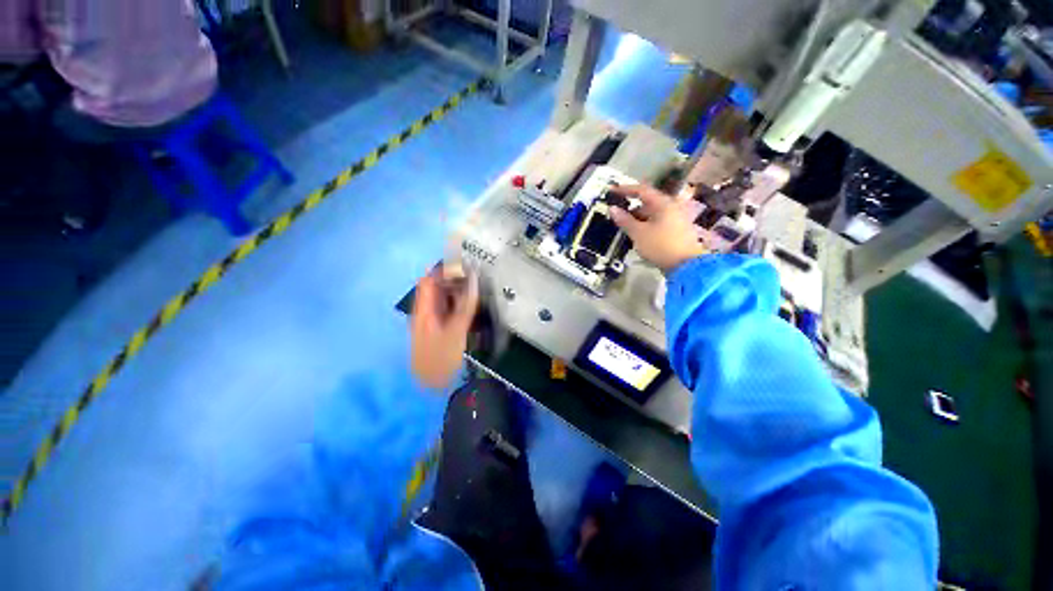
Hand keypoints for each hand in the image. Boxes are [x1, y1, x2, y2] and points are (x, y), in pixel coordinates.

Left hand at [410, 269, 479, 389]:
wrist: (432, 385)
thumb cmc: (442, 357)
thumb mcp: (457, 329)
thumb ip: (466, 303)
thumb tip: (474, 278)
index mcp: (424, 309)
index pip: (429, 279)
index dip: (444, 268)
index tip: (464, 263)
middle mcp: (425, 311)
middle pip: (436, 287)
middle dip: (454, 278)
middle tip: (475, 274)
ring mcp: (431, 321)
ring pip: (443, 298)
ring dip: (458, 290)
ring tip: (476, 286)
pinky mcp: (439, 329)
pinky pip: (448, 309)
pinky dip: (459, 303)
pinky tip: (471, 305)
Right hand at [609, 185, 706, 272]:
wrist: (687, 265)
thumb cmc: (661, 246)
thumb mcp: (639, 233)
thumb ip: (625, 220)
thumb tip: (612, 208)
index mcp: (662, 203)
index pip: (641, 190)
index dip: (625, 189)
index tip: (611, 191)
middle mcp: (670, 207)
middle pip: (647, 203)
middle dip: (630, 209)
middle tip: (616, 215)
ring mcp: (675, 219)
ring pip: (651, 214)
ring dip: (637, 219)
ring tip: (624, 229)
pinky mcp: (676, 230)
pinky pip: (656, 223)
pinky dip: (645, 226)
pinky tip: (637, 236)